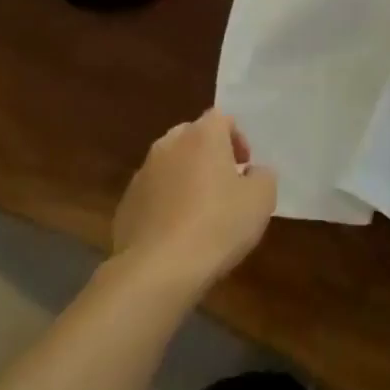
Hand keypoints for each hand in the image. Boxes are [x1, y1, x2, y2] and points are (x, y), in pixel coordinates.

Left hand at [112, 110, 277, 299]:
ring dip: (186, 177)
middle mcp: (169, 145)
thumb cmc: (217, 226)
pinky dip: (165, 202)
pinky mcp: (126, 203)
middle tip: (225, 183)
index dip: (237, 138)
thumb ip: (263, 176)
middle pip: (192, 136)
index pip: (222, 118)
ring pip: (170, 164)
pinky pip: (153, 192)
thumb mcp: (261, 200)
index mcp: (202, 136)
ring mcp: (142, 173)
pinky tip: (176, 232)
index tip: (245, 165)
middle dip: (209, 154)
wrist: (156, 270)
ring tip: (200, 211)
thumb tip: (253, 173)